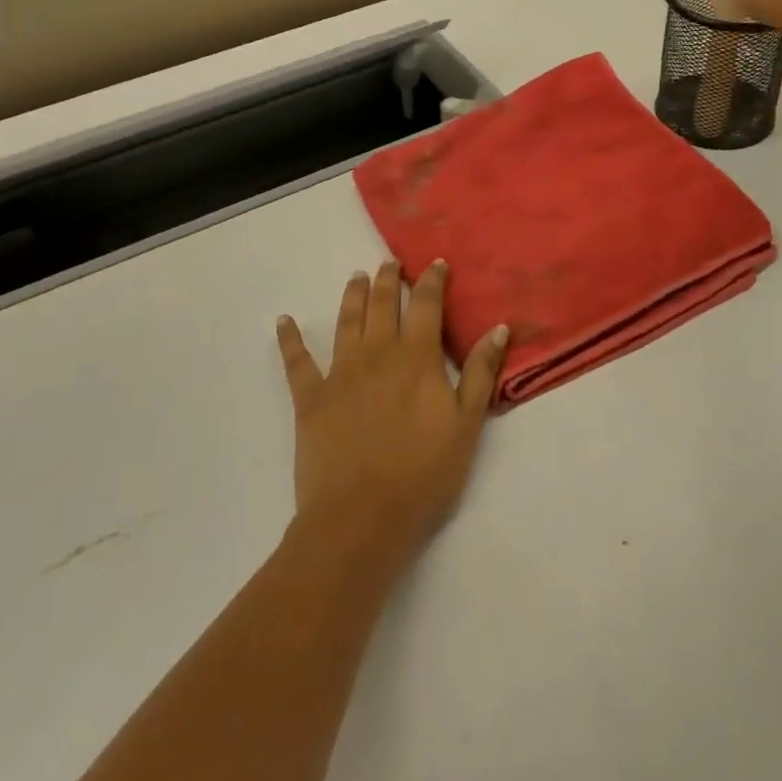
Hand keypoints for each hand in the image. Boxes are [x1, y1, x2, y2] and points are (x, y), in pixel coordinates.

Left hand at [276, 261, 507, 566]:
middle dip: (389, 280)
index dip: (432, 281)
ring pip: (346, 322)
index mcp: (417, 359)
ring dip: (352, 296)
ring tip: (356, 277)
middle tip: (390, 263)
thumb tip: (499, 328)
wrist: (361, 518)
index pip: (426, 306)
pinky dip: (289, 339)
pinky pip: (296, 362)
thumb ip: (480, 373)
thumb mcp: (467, 425)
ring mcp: (340, 374)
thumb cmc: (424, 474)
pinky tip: (282, 321)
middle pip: (383, 305)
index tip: (436, 264)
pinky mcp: (310, 399)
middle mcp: (377, 354)